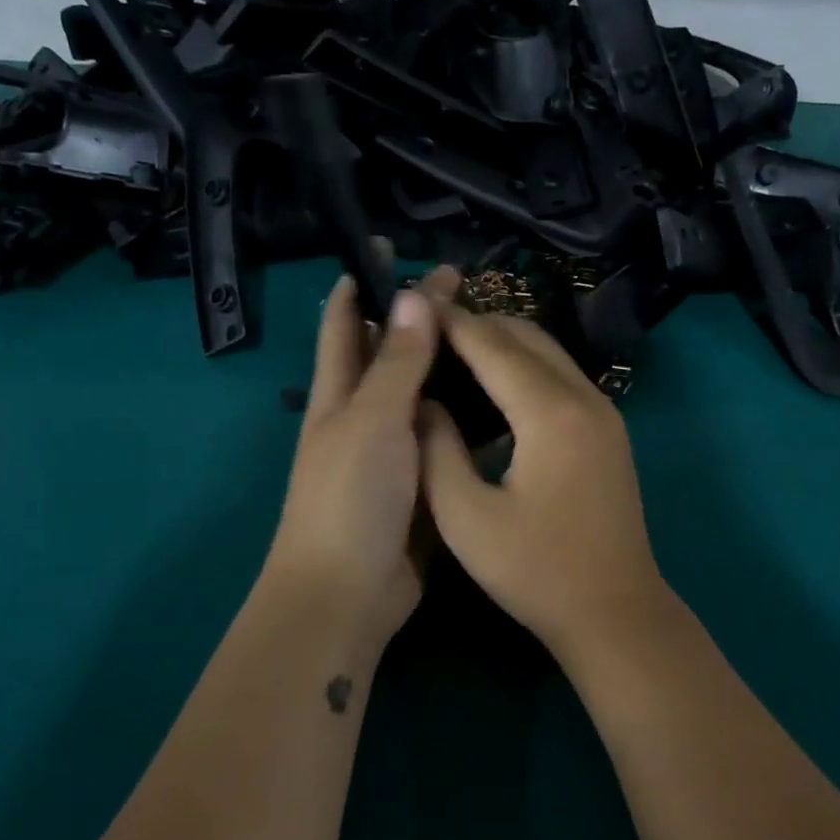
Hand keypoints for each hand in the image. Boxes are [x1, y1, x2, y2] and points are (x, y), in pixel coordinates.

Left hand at [261, 267, 459, 649]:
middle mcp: (363, 416)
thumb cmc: (351, 497)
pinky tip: (500, 402)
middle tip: (463, 287)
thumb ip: (398, 362)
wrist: (351, 592)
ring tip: (491, 335)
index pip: (345, 325)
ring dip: (447, 365)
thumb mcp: (374, 420)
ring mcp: (394, 452)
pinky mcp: (422, 482)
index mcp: (339, 395)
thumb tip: (413, 294)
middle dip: (416, 318)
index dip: (362, 283)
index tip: (389, 247)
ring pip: (423, 395)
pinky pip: (445, 436)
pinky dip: (466, 414)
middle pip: (389, 355)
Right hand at [418, 307, 672, 662]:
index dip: (449, 322)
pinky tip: (493, 388)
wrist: (615, 611)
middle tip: (426, 329)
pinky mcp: (609, 430)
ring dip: (502, 343)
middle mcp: (584, 398)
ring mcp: (604, 412)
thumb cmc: (536, 571)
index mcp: (550, 413)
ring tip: (451, 351)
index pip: (492, 345)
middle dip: (476, 324)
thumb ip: (436, 449)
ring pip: (548, 352)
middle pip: (525, 336)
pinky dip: (525, 367)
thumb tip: (421, 401)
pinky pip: (561, 377)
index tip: (410, 307)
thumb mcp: (467, 517)